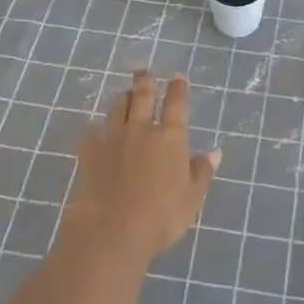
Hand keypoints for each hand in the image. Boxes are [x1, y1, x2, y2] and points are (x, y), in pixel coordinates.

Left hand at [63, 71, 220, 267]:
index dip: (178, 89)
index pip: (177, 105)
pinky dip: (96, 128)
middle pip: (143, 98)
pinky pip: (91, 133)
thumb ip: (202, 172)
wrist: (111, 231)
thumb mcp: (192, 198)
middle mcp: (141, 130)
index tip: (178, 77)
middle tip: (144, 72)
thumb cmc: (161, 216)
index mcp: (170, 138)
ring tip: (125, 94)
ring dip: (123, 98)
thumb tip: (214, 152)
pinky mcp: (88, 153)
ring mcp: (112, 139)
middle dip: (145, 83)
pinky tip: (95, 130)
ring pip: (117, 108)